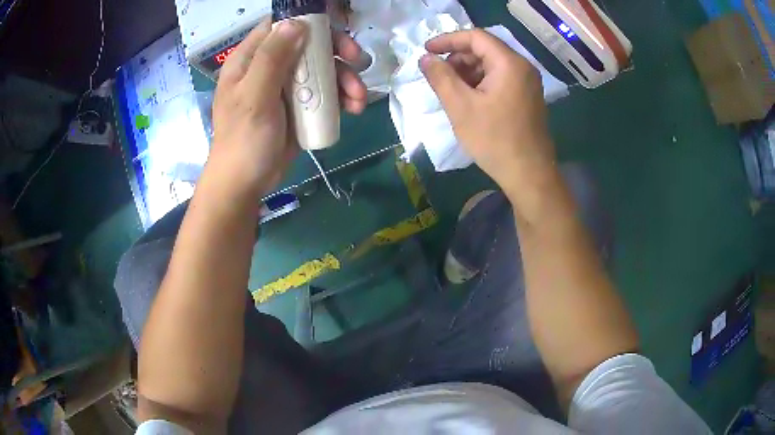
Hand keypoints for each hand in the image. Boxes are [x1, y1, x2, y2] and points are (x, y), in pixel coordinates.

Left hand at [207, 18, 366, 197]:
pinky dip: (341, 98)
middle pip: (308, 45)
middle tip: (358, 62)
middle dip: (336, 53)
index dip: (307, 23)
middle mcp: (269, 67)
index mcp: (250, 60)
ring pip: (321, 69)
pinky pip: (324, 93)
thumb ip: (272, 59)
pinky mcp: (299, 106)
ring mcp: (285, 87)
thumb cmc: (244, 140)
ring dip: (345, 79)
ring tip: (359, 98)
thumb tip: (296, 24)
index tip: (331, 34)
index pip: (279, 27)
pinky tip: (353, 108)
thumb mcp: (254, 97)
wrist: (246, 184)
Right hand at [419, 29, 555, 196]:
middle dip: (457, 58)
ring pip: (491, 65)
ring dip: (468, 72)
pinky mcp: (527, 97)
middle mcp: (522, 67)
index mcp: (509, 63)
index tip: (426, 51)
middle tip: (438, 76)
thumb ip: (440, 77)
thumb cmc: (495, 140)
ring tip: (451, 91)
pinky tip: (468, 100)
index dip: (448, 40)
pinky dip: (481, 83)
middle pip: (485, 49)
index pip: (475, 37)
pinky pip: (500, 79)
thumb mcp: (460, 106)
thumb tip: (425, 59)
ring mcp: (527, 83)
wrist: (529, 174)